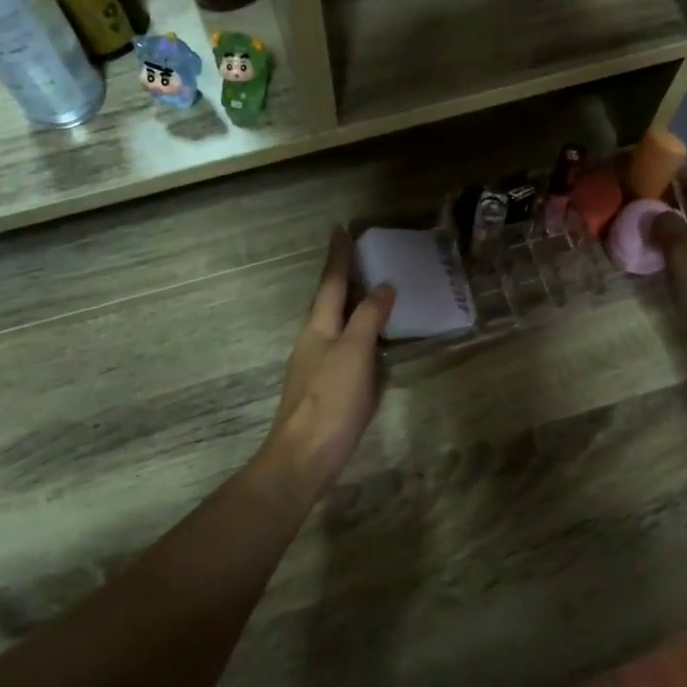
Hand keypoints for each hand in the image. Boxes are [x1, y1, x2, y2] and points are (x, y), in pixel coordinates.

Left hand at [258, 231, 395, 498]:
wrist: (304, 456)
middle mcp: (313, 341)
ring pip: (335, 325)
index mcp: (318, 327)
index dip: (338, 257)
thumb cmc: (330, 399)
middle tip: (361, 257)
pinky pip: (344, 349)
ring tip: (371, 293)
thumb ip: (368, 318)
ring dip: (351, 306)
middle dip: (343, 279)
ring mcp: (316, 366)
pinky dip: (357, 335)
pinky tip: (370, 344)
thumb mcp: (354, 353)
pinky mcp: (324, 389)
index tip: (341, 230)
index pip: (330, 283)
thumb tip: (383, 286)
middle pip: (329, 302)